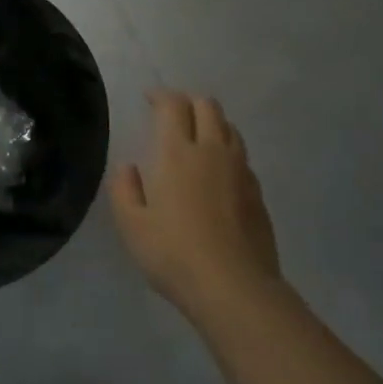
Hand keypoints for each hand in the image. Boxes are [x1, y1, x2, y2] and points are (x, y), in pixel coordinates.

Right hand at [112, 90, 284, 323]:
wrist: (235, 288)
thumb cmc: (174, 254)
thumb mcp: (132, 226)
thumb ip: (125, 189)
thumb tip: (128, 167)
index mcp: (178, 152)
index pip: (173, 105)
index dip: (161, 95)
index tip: (149, 99)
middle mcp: (212, 151)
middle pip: (208, 106)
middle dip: (189, 102)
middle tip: (173, 114)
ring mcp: (240, 170)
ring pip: (230, 127)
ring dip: (212, 123)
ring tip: (197, 138)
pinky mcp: (258, 192)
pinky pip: (242, 156)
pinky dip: (227, 151)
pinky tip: (218, 173)